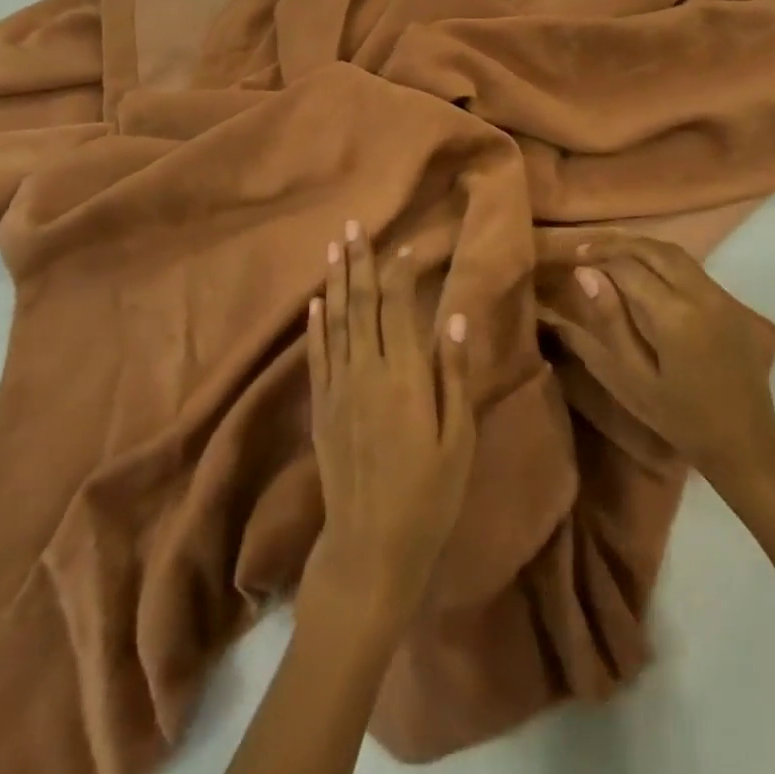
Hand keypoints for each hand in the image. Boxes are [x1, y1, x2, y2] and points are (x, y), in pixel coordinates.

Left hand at [304, 222, 474, 623]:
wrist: (370, 548)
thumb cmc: (429, 495)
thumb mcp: (458, 438)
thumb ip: (453, 375)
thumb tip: (454, 318)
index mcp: (404, 376)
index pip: (398, 306)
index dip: (401, 271)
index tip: (408, 244)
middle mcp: (366, 372)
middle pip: (362, 304)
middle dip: (360, 262)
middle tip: (354, 225)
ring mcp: (338, 389)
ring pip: (336, 322)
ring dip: (337, 281)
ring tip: (335, 247)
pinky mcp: (322, 409)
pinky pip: (317, 355)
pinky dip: (316, 324)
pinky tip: (316, 302)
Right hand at [538, 231, 774, 483]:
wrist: (745, 442)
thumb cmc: (681, 419)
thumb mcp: (634, 379)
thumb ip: (609, 322)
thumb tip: (585, 275)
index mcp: (674, 315)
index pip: (628, 267)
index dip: (598, 257)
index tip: (574, 258)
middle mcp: (700, 293)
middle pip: (654, 249)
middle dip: (618, 243)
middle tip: (588, 248)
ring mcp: (720, 294)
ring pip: (675, 252)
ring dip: (641, 246)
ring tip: (611, 252)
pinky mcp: (731, 301)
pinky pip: (691, 266)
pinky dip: (662, 258)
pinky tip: (644, 268)